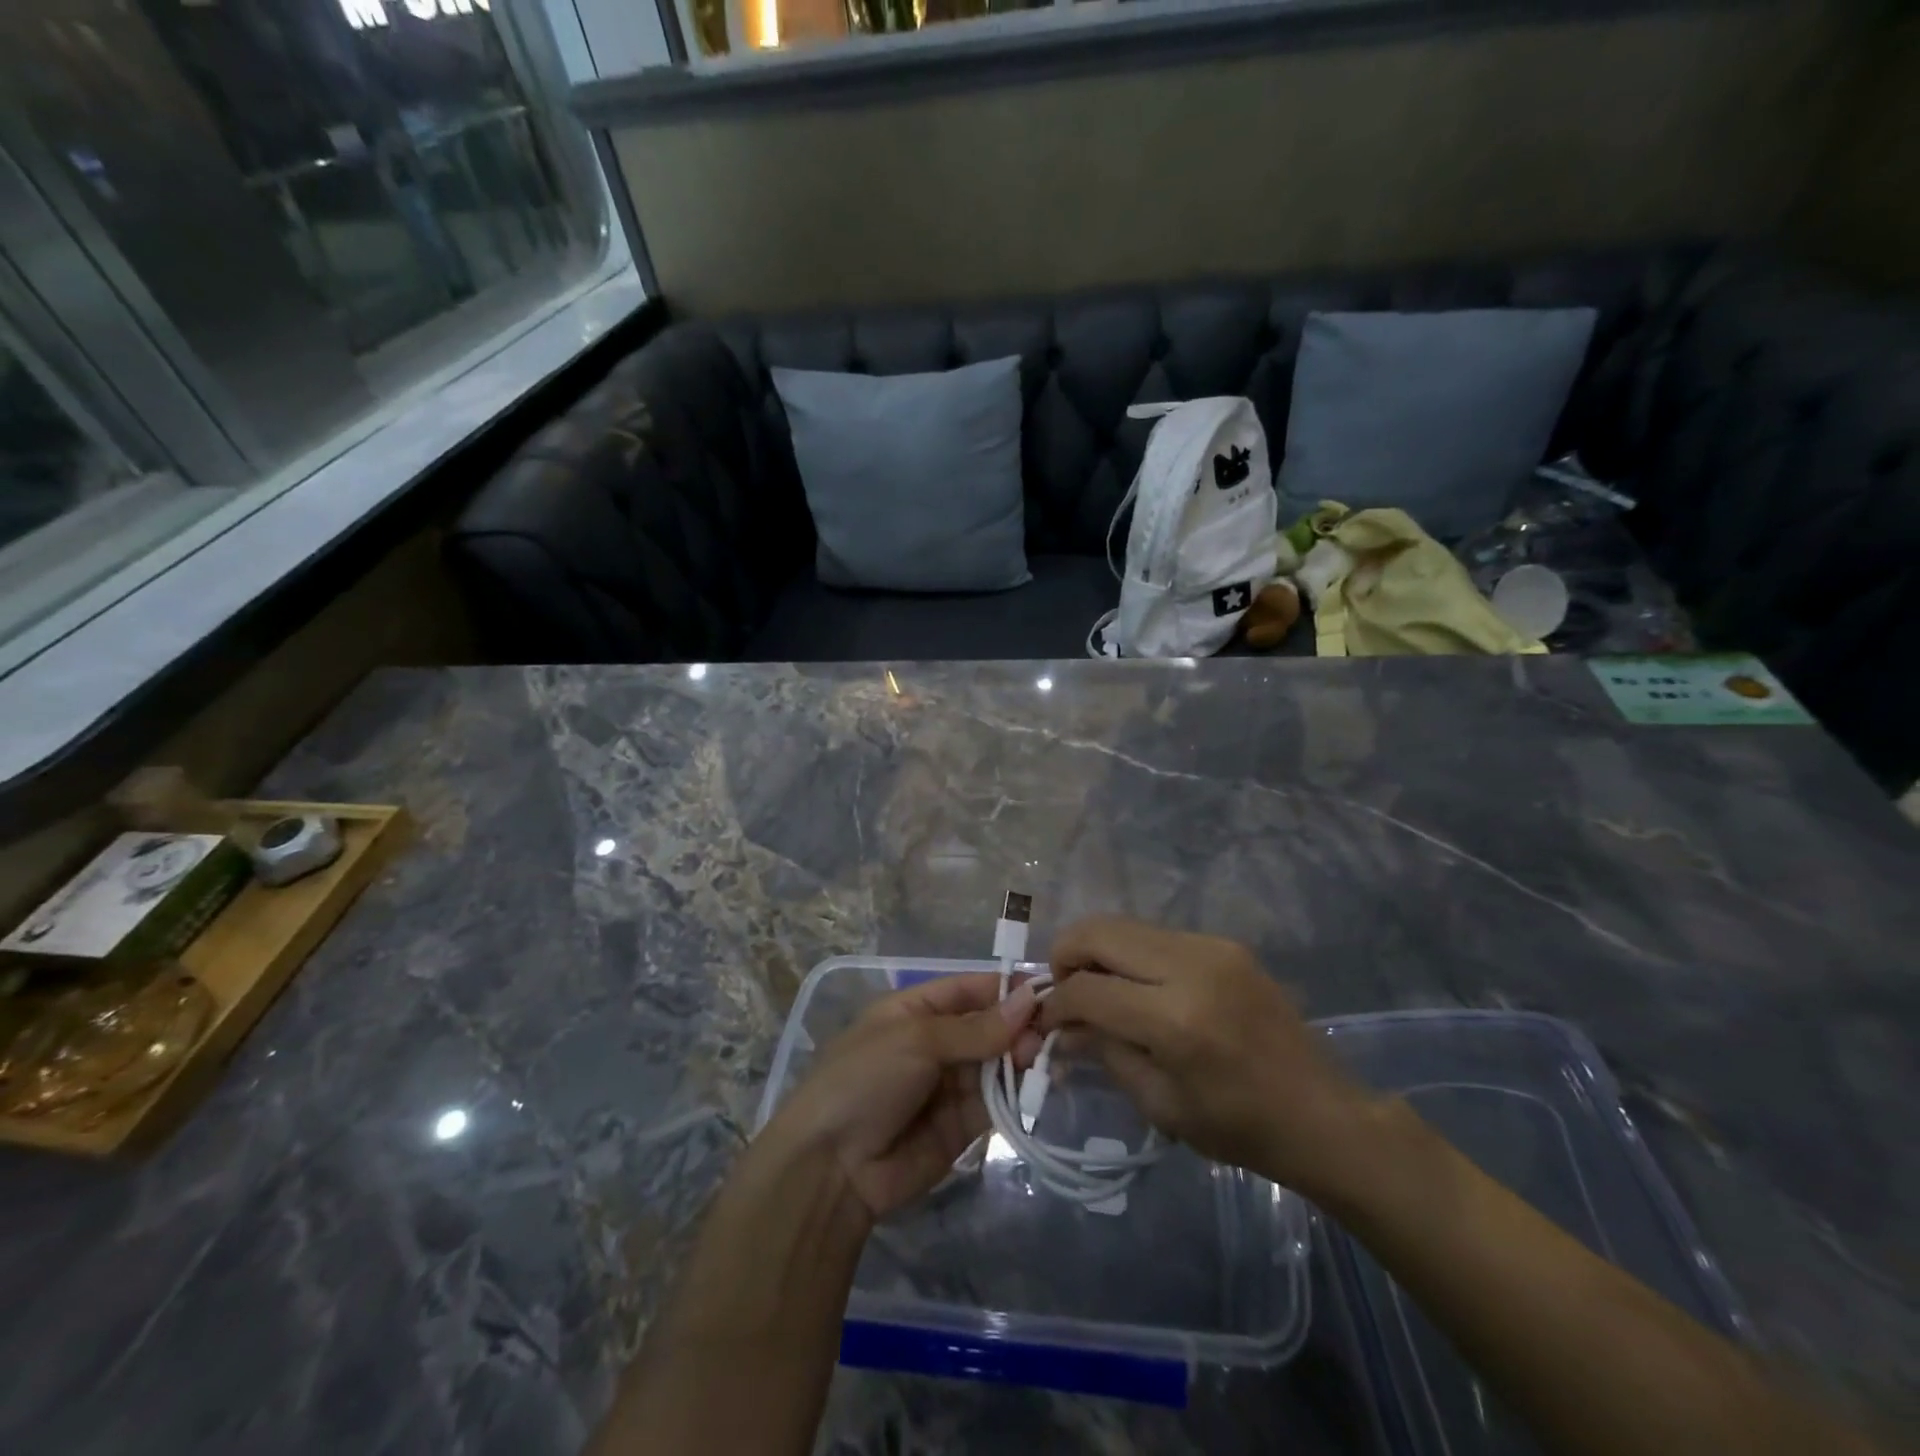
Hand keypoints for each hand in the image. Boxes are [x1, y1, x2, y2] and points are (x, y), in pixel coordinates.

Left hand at [763, 974, 1040, 1221]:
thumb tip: (1028, 1000)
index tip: (1047, 989)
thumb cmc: (866, 1079)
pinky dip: (1017, 1094)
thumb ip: (975, 1028)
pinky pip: (996, 1102)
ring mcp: (949, 1085)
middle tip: (1050, 1033)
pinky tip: (1038, 1087)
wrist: (832, 1167)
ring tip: (1046, 1060)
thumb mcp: (917, 1040)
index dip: (1006, 988)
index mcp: (916, 1009)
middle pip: (988, 1026)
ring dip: (1022, 1059)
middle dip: (1018, 1026)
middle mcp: (936, 1042)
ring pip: (997, 1063)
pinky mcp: (962, 1125)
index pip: (969, 989)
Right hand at [1039, 916, 1379, 1196]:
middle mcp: (1192, 966)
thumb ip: (1106, 1053)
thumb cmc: (1239, 1126)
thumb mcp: (1161, 1104)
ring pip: (1125, 924)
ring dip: (1097, 950)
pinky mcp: (1224, 943)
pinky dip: (1130, 953)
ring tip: (1095, 987)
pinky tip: (1135, 985)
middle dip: (1066, 955)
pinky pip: (1156, 935)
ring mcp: (1211, 947)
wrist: (1321, 1113)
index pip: (1089, 989)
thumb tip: (1063, 1026)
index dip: (1056, 1002)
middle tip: (1063, 990)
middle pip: (1099, 932)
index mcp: (1176, 1019)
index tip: (1046, 1019)